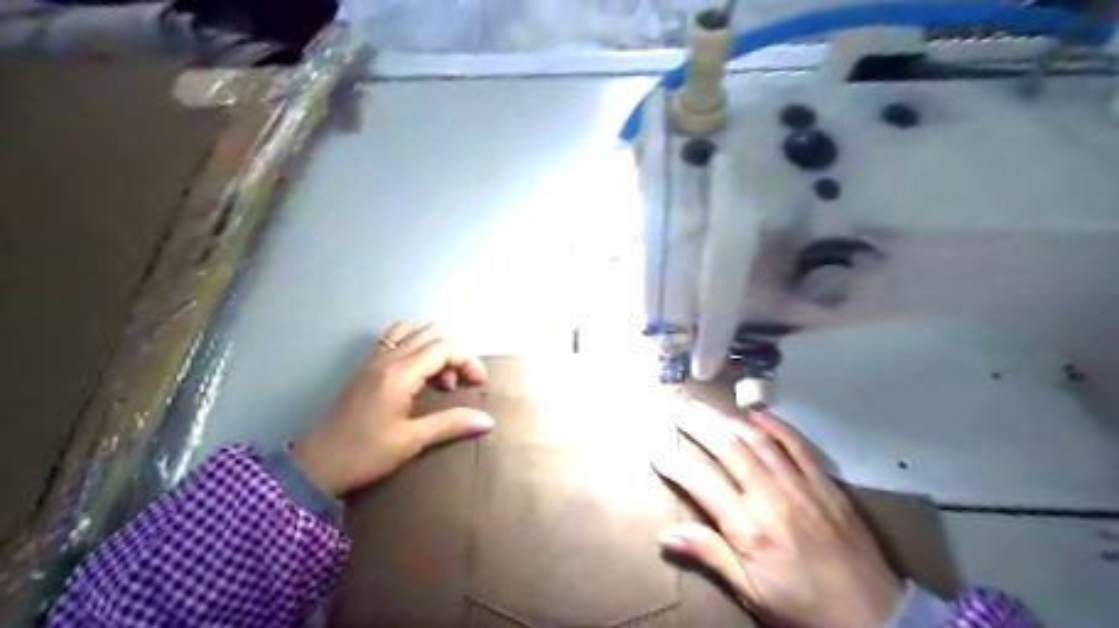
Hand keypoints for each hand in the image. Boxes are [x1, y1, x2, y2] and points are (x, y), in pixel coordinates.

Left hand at [293, 325, 491, 496]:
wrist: (315, 465)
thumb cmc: (365, 453)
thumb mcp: (412, 441)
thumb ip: (451, 424)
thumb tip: (488, 420)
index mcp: (400, 373)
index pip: (445, 347)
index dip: (468, 360)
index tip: (478, 384)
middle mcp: (387, 358)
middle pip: (432, 332)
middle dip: (454, 352)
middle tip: (458, 383)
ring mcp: (374, 360)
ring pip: (413, 332)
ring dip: (433, 347)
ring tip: (437, 378)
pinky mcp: (366, 368)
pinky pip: (395, 341)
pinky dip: (415, 349)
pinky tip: (416, 378)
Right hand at [658, 405, 897, 624]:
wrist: (873, 616)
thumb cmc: (802, 605)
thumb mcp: (751, 591)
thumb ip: (710, 555)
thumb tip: (665, 535)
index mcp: (749, 527)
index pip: (700, 483)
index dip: (673, 463)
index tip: (654, 448)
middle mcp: (771, 497)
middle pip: (728, 449)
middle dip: (698, 425)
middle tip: (677, 407)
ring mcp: (800, 485)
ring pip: (759, 440)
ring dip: (729, 418)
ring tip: (706, 405)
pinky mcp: (824, 483)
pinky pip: (797, 445)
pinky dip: (776, 425)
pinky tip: (757, 413)